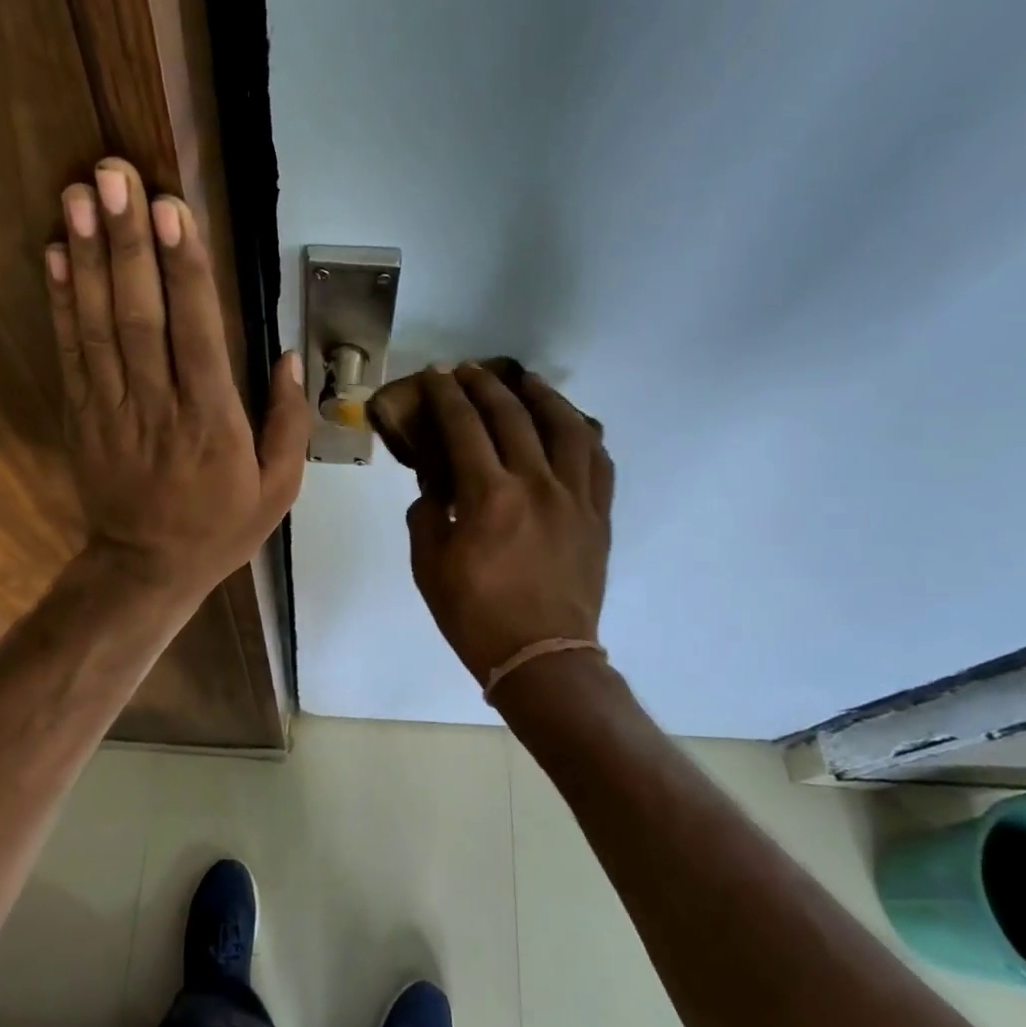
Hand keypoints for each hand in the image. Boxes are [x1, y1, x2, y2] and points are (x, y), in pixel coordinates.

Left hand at [47, 158, 310, 603]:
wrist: (146, 567)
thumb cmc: (220, 525)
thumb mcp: (279, 488)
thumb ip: (289, 422)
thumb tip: (292, 356)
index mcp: (213, 421)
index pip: (197, 333)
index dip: (183, 269)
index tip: (172, 209)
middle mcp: (159, 405)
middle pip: (139, 315)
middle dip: (126, 241)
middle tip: (114, 174)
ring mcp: (111, 408)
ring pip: (97, 324)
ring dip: (86, 256)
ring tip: (79, 194)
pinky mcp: (81, 414)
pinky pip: (70, 352)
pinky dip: (60, 301)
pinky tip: (55, 253)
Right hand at [406, 365, 613, 683]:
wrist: (541, 656)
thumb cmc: (476, 616)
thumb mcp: (429, 567)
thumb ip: (427, 515)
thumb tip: (436, 488)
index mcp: (488, 496)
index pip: (464, 427)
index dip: (448, 395)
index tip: (437, 375)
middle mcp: (536, 483)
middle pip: (512, 416)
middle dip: (486, 385)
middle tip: (470, 370)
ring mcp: (575, 497)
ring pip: (566, 427)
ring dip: (542, 396)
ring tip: (527, 382)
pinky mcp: (598, 514)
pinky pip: (599, 460)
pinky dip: (584, 434)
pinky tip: (573, 425)